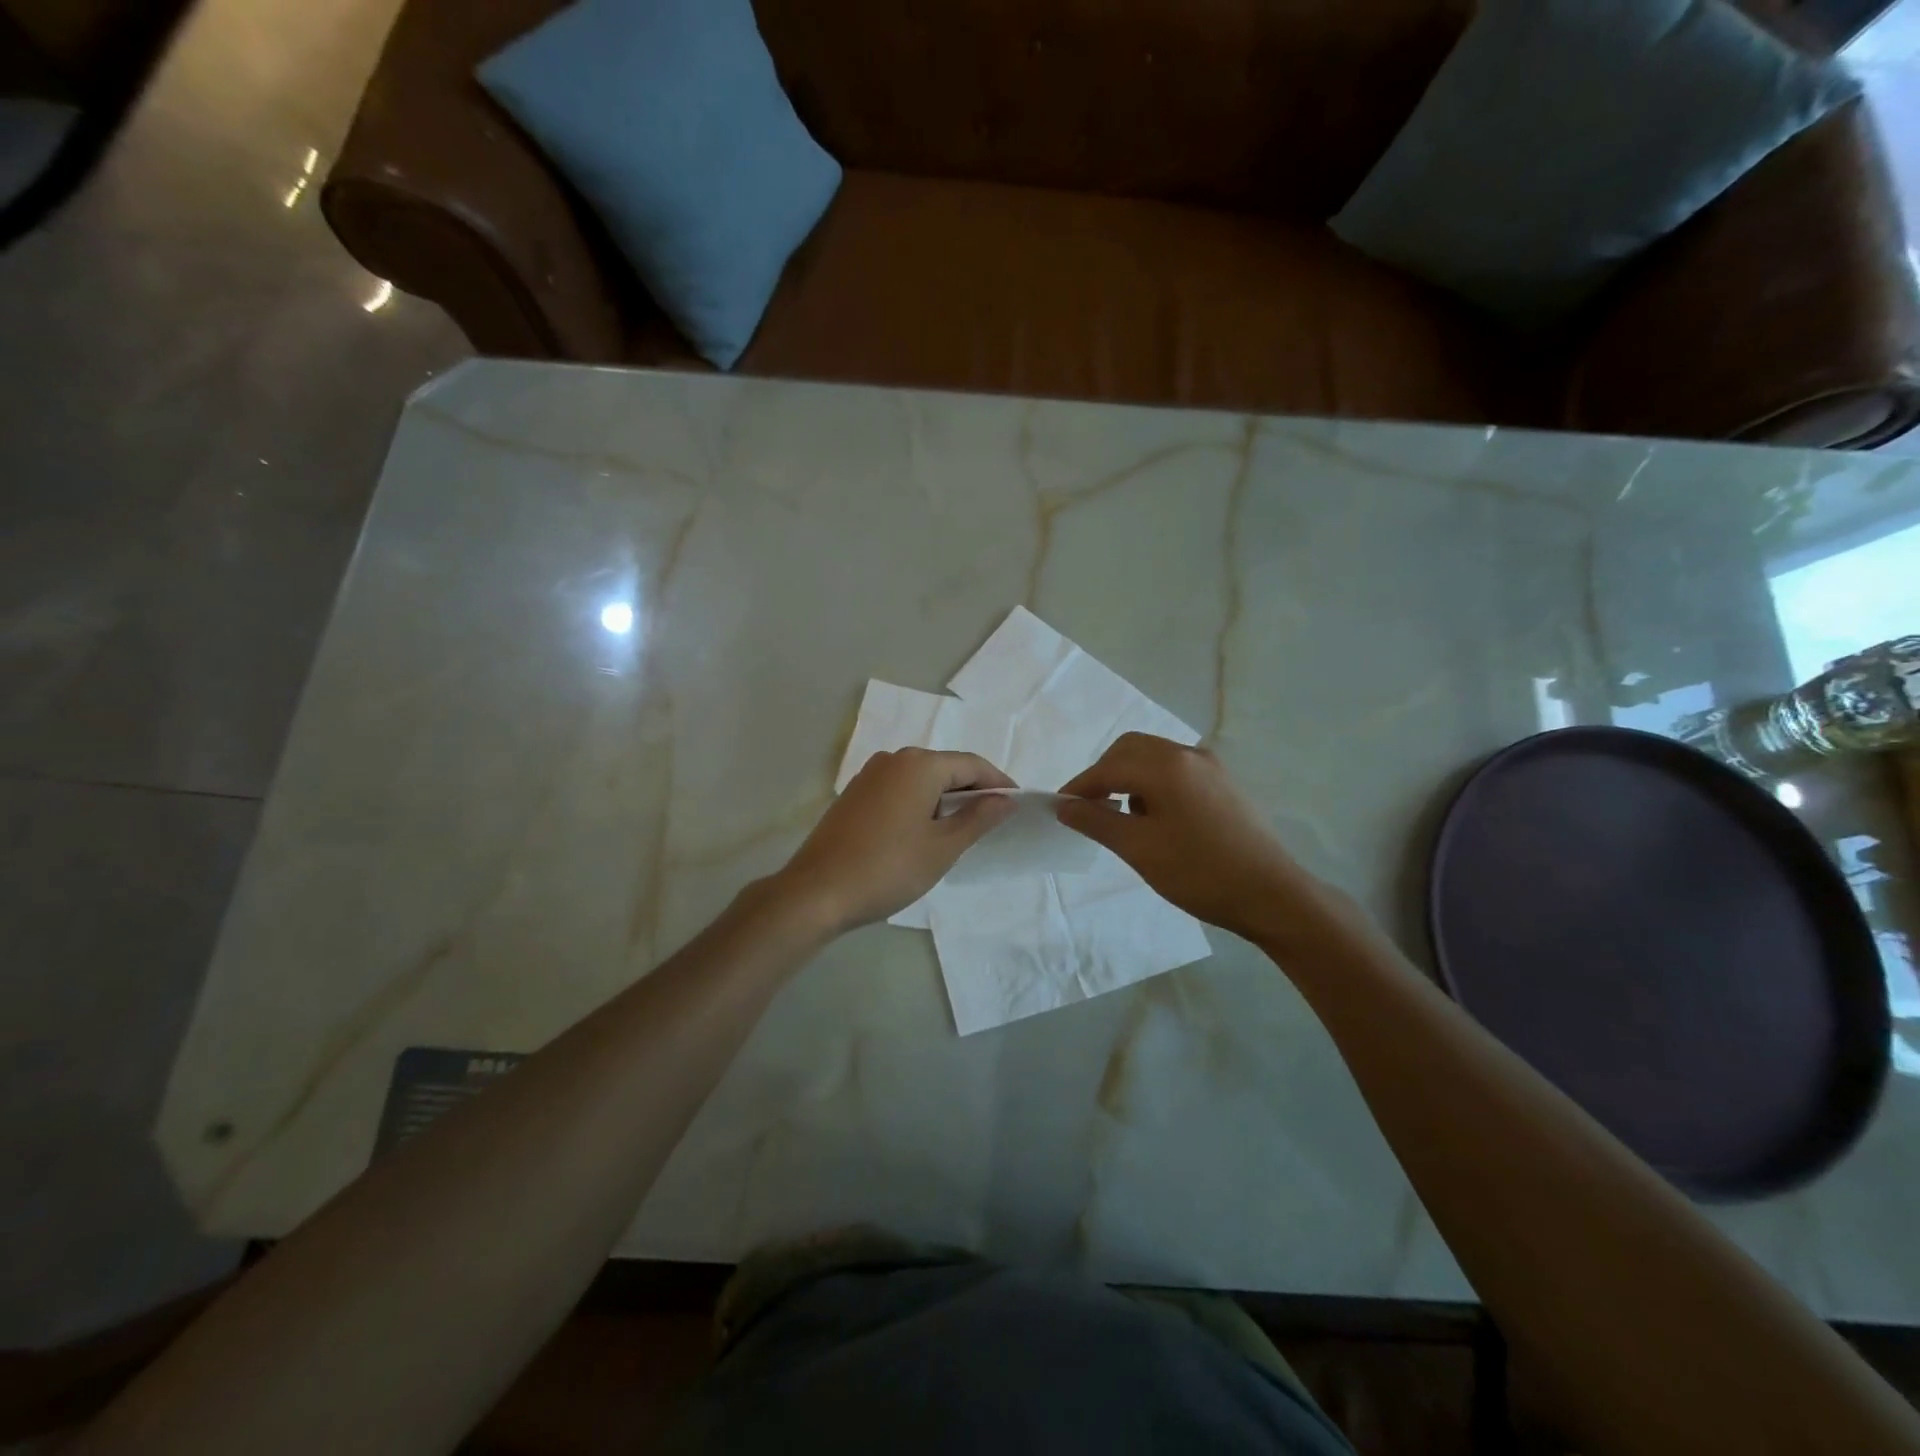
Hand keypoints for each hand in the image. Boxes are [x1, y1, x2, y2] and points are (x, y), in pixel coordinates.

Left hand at [775, 750, 1016, 932]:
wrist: (817, 892)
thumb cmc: (889, 868)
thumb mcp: (943, 847)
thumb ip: (978, 818)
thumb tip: (1005, 799)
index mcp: (919, 765)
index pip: (972, 764)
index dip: (998, 783)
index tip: (1017, 806)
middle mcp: (893, 759)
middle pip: (946, 768)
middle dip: (972, 791)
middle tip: (992, 822)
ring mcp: (869, 775)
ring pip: (921, 779)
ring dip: (944, 799)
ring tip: (961, 831)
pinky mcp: (854, 794)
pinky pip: (899, 790)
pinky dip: (919, 804)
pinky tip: (922, 832)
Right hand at [1056, 733, 1320, 943]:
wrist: (1271, 895)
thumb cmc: (1199, 872)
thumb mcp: (1139, 849)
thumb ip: (1096, 821)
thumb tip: (1065, 806)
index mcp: (1165, 765)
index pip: (1108, 767)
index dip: (1080, 787)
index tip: (1061, 809)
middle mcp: (1188, 754)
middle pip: (1131, 749)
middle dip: (1105, 774)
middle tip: (1090, 809)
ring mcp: (1210, 766)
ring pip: (1154, 757)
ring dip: (1130, 777)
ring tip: (1123, 817)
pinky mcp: (1224, 783)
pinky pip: (1176, 770)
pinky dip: (1154, 783)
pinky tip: (1156, 818)